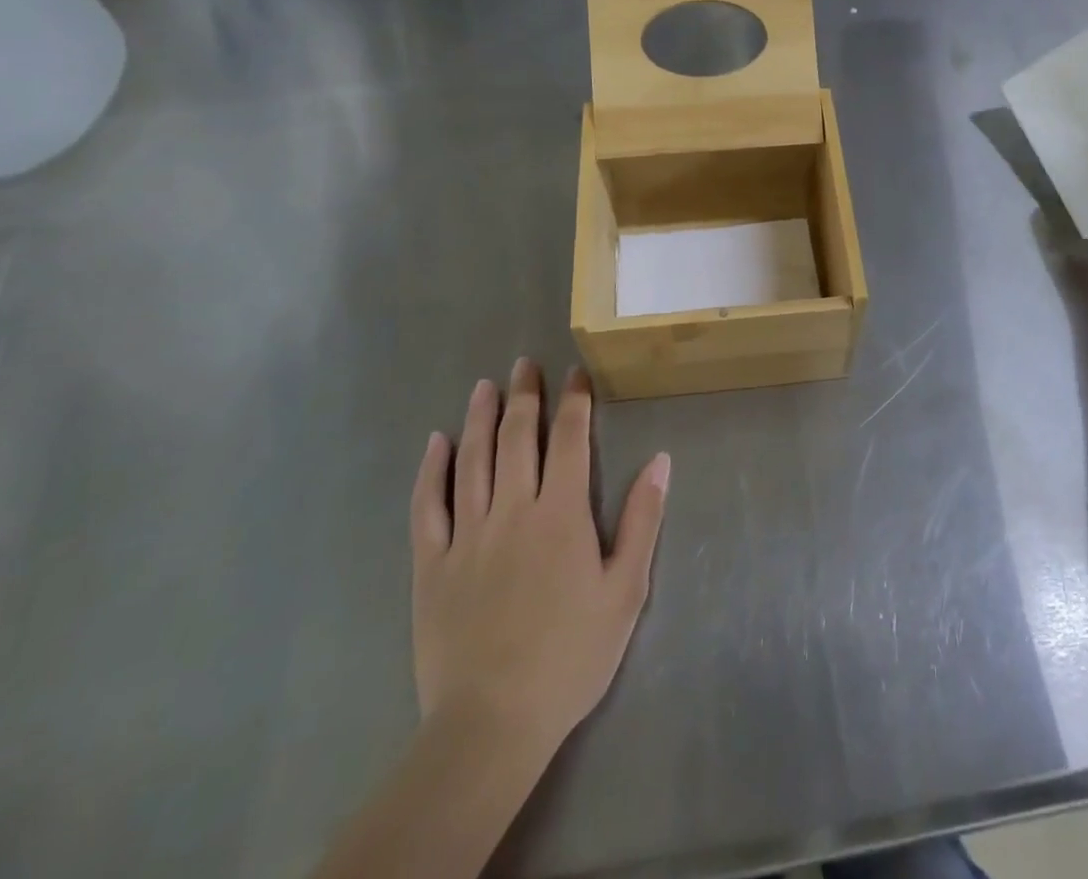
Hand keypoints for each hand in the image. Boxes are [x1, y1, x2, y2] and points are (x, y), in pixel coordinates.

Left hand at [409, 360, 669, 759]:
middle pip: (516, 438)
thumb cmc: (571, 655)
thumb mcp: (626, 590)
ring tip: (484, 386)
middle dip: (524, 396)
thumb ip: (642, 519)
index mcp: (561, 513)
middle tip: (525, 364)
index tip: (576, 373)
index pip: (569, 439)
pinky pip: (427, 506)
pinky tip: (435, 442)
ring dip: (479, 418)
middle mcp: (512, 510)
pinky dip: (431, 470)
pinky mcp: (431, 565)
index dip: (574, 401)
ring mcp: (466, 535)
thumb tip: (660, 460)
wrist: (492, 723)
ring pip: (471, 460)